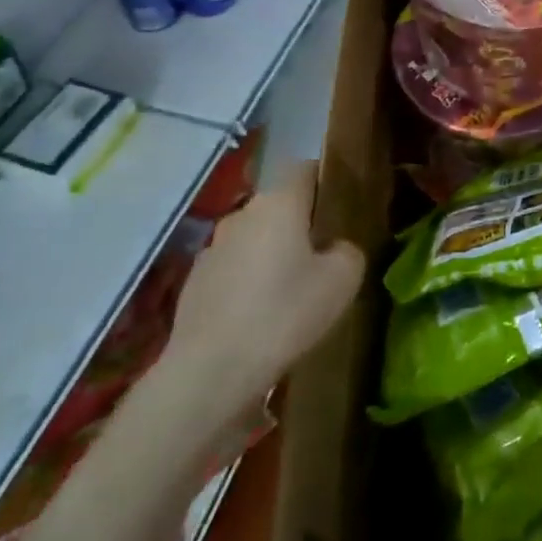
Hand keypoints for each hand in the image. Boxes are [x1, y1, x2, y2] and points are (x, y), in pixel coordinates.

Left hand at [155, 161, 363, 432]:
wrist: (210, 372)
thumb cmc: (285, 314)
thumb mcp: (343, 280)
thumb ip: (348, 251)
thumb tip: (335, 248)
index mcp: (279, 203)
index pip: (303, 168)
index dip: (323, 180)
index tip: (340, 204)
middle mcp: (242, 215)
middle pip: (278, 205)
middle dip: (299, 222)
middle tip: (323, 253)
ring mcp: (212, 249)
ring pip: (254, 238)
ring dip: (272, 253)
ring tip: (291, 289)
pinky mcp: (193, 283)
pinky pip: (233, 269)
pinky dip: (248, 282)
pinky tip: (260, 315)